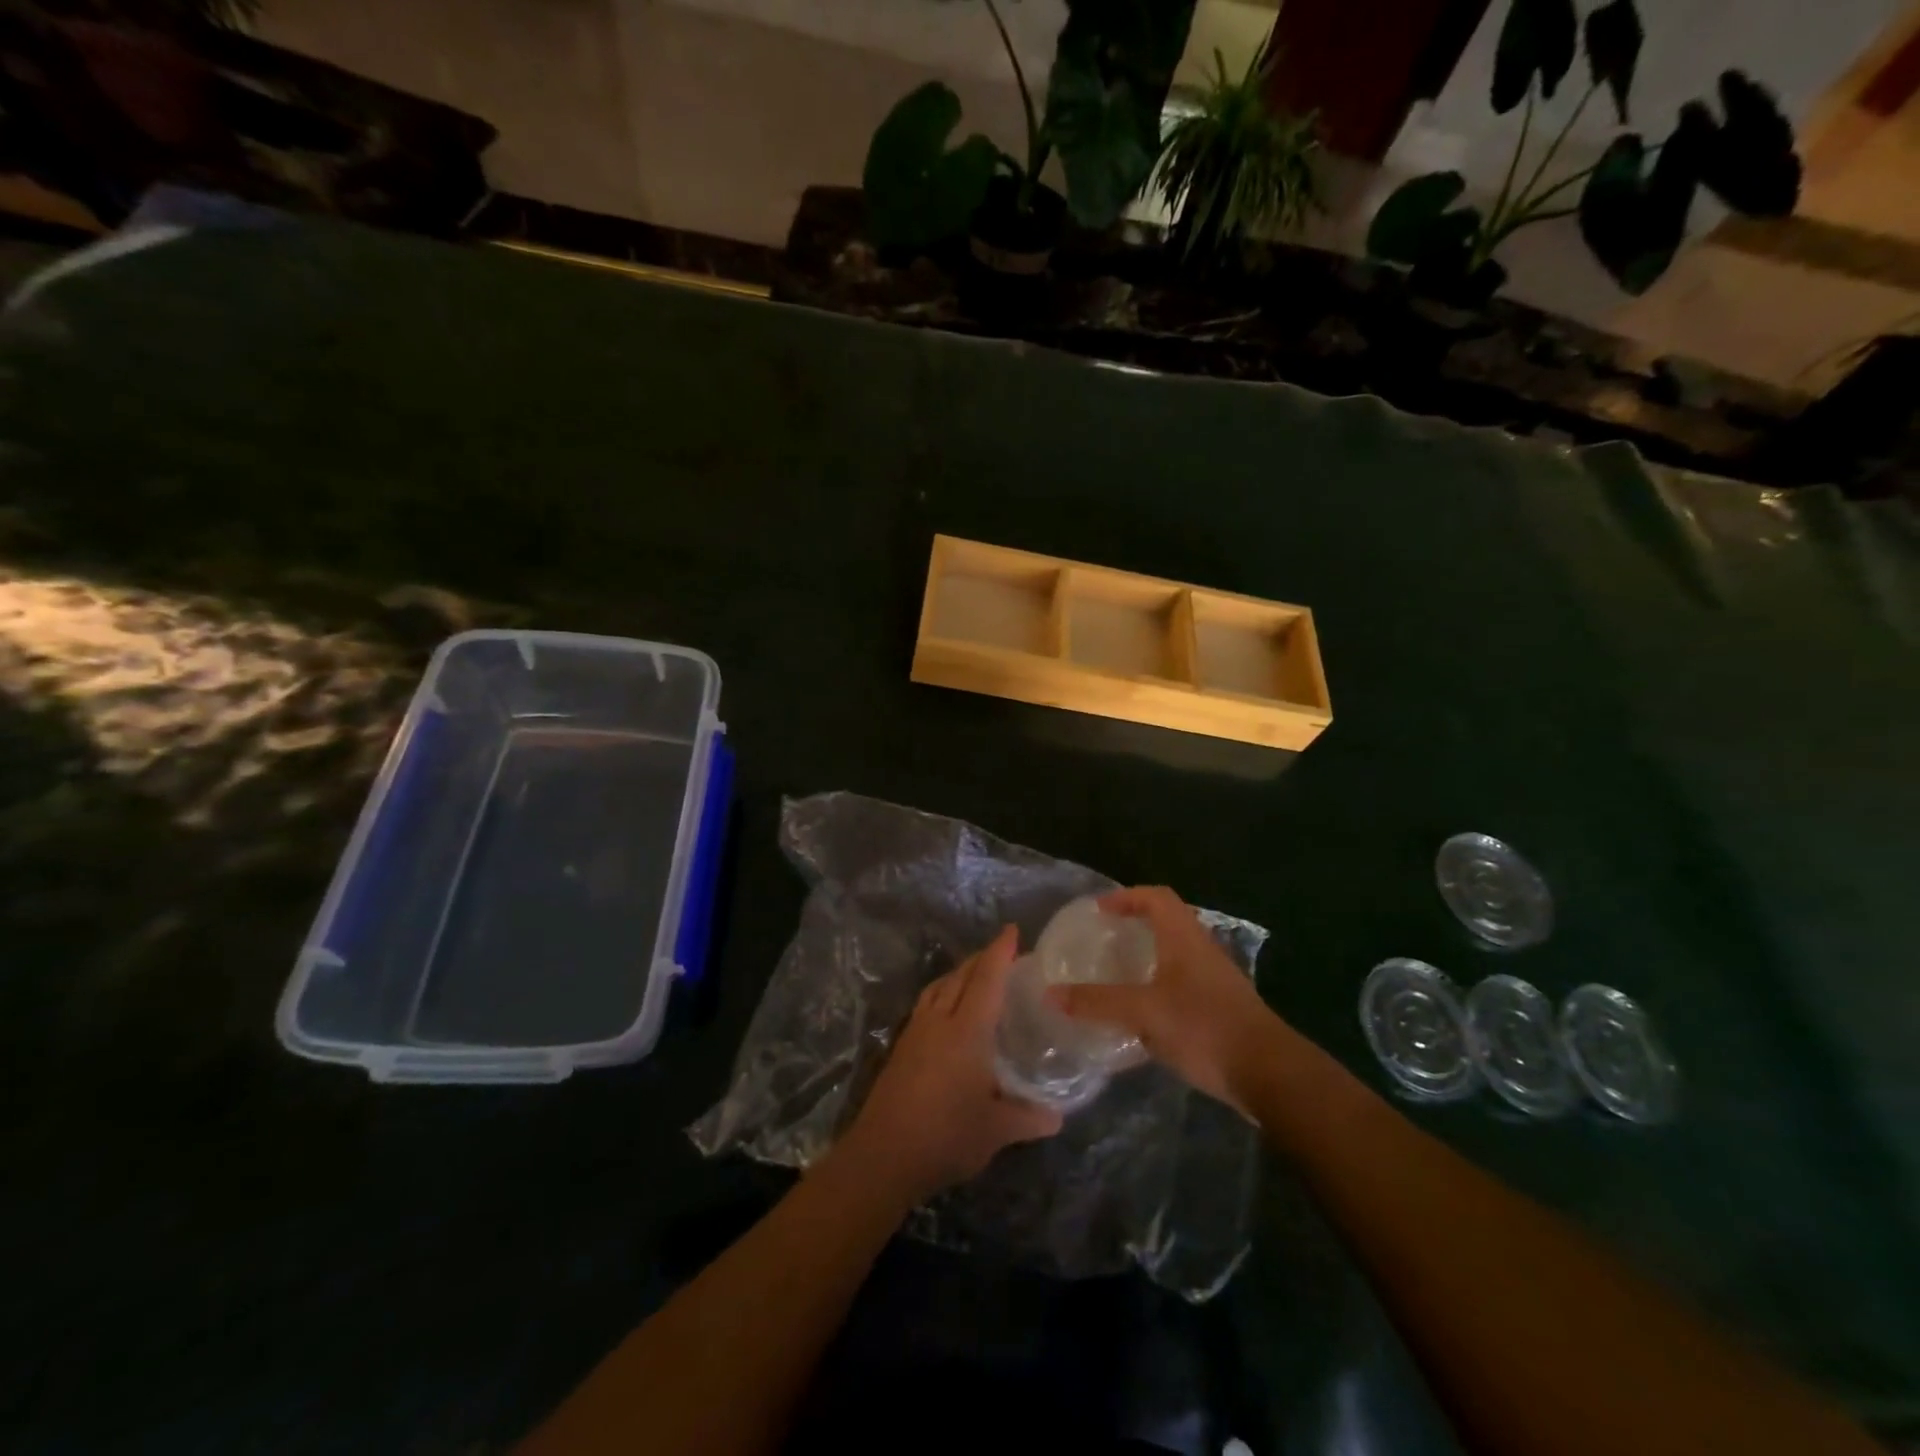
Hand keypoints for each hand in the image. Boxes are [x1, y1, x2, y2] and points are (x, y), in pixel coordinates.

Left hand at [841, 925, 1063, 1203]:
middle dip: (981, 958)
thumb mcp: (996, 1130)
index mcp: (967, 1030)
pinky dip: (941, 992)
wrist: (883, 1155)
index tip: (1011, 930)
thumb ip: (1029, 1118)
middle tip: (1001, 951)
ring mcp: (915, 1032)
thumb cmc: (946, 1136)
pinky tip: (947, 1010)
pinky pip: (925, 1004)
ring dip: (958, 973)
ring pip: (938, 987)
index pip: (987, 979)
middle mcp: (940, 1021)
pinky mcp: (901, 1047)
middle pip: (961, 976)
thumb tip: (1058, 1116)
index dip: (1000, 952)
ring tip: (975, 973)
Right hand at [1049, 886, 1277, 1114]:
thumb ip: (1097, 1002)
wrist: (1268, 1072)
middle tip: (1104, 939)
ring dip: (1148, 956)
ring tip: (1117, 974)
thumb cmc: (1204, 1027)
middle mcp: (1201, 950)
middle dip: (1135, 924)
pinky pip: (1183, 982)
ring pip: (1176, 953)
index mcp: (1184, 938)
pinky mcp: (1221, 1007)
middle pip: (1168, 921)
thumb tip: (1051, 993)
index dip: (1127, 896)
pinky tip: (1144, 1013)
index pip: (1156, 898)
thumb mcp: (1144, 1013)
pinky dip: (1159, 985)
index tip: (1099, 911)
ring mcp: (1215, 979)